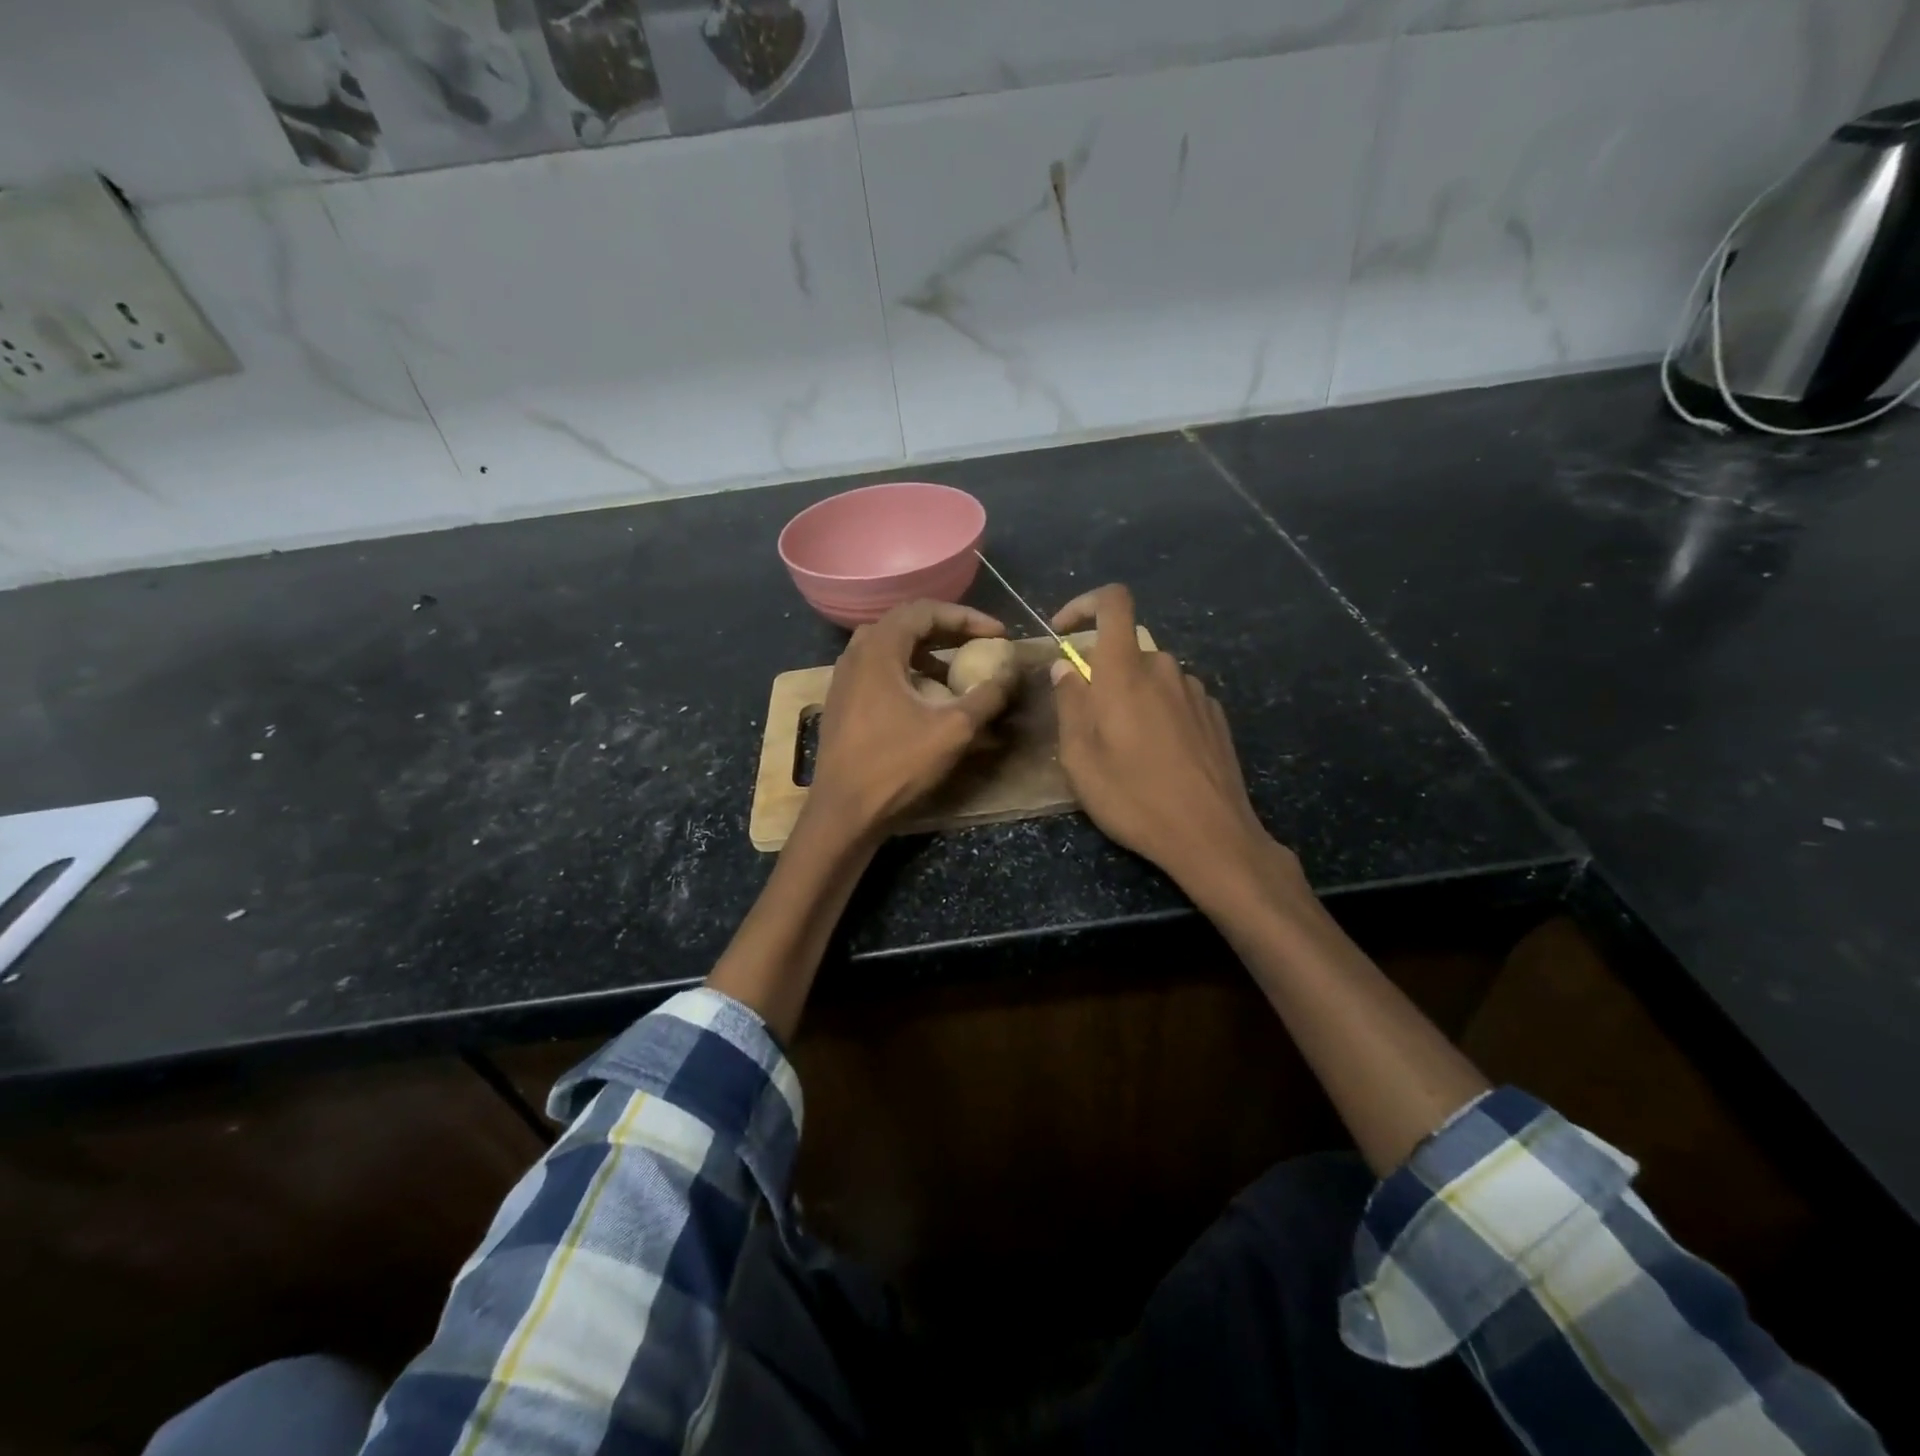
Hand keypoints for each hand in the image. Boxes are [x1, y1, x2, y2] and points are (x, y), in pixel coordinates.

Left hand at [808, 600, 1013, 838]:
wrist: (843, 813)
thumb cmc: (896, 766)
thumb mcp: (953, 730)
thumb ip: (987, 696)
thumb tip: (1011, 673)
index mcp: (877, 650)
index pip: (925, 611)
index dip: (967, 617)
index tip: (998, 634)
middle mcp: (855, 655)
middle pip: (906, 624)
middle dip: (948, 630)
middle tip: (980, 644)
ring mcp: (844, 680)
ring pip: (891, 649)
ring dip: (928, 653)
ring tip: (957, 670)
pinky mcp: (843, 704)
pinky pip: (881, 672)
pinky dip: (910, 673)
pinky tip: (928, 698)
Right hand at [1051, 584, 1299, 902]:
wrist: (1210, 835)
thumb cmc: (1133, 797)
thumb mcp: (1080, 758)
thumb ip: (1069, 704)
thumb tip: (1065, 669)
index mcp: (1126, 671)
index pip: (1113, 602)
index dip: (1084, 604)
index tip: (1063, 632)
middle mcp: (1165, 668)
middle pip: (1127, 649)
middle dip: (1103, 675)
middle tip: (1091, 724)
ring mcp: (1195, 691)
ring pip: (1152, 677)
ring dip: (1132, 698)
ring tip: (1126, 749)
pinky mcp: (1215, 715)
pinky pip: (1176, 698)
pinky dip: (1159, 713)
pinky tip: (1160, 758)